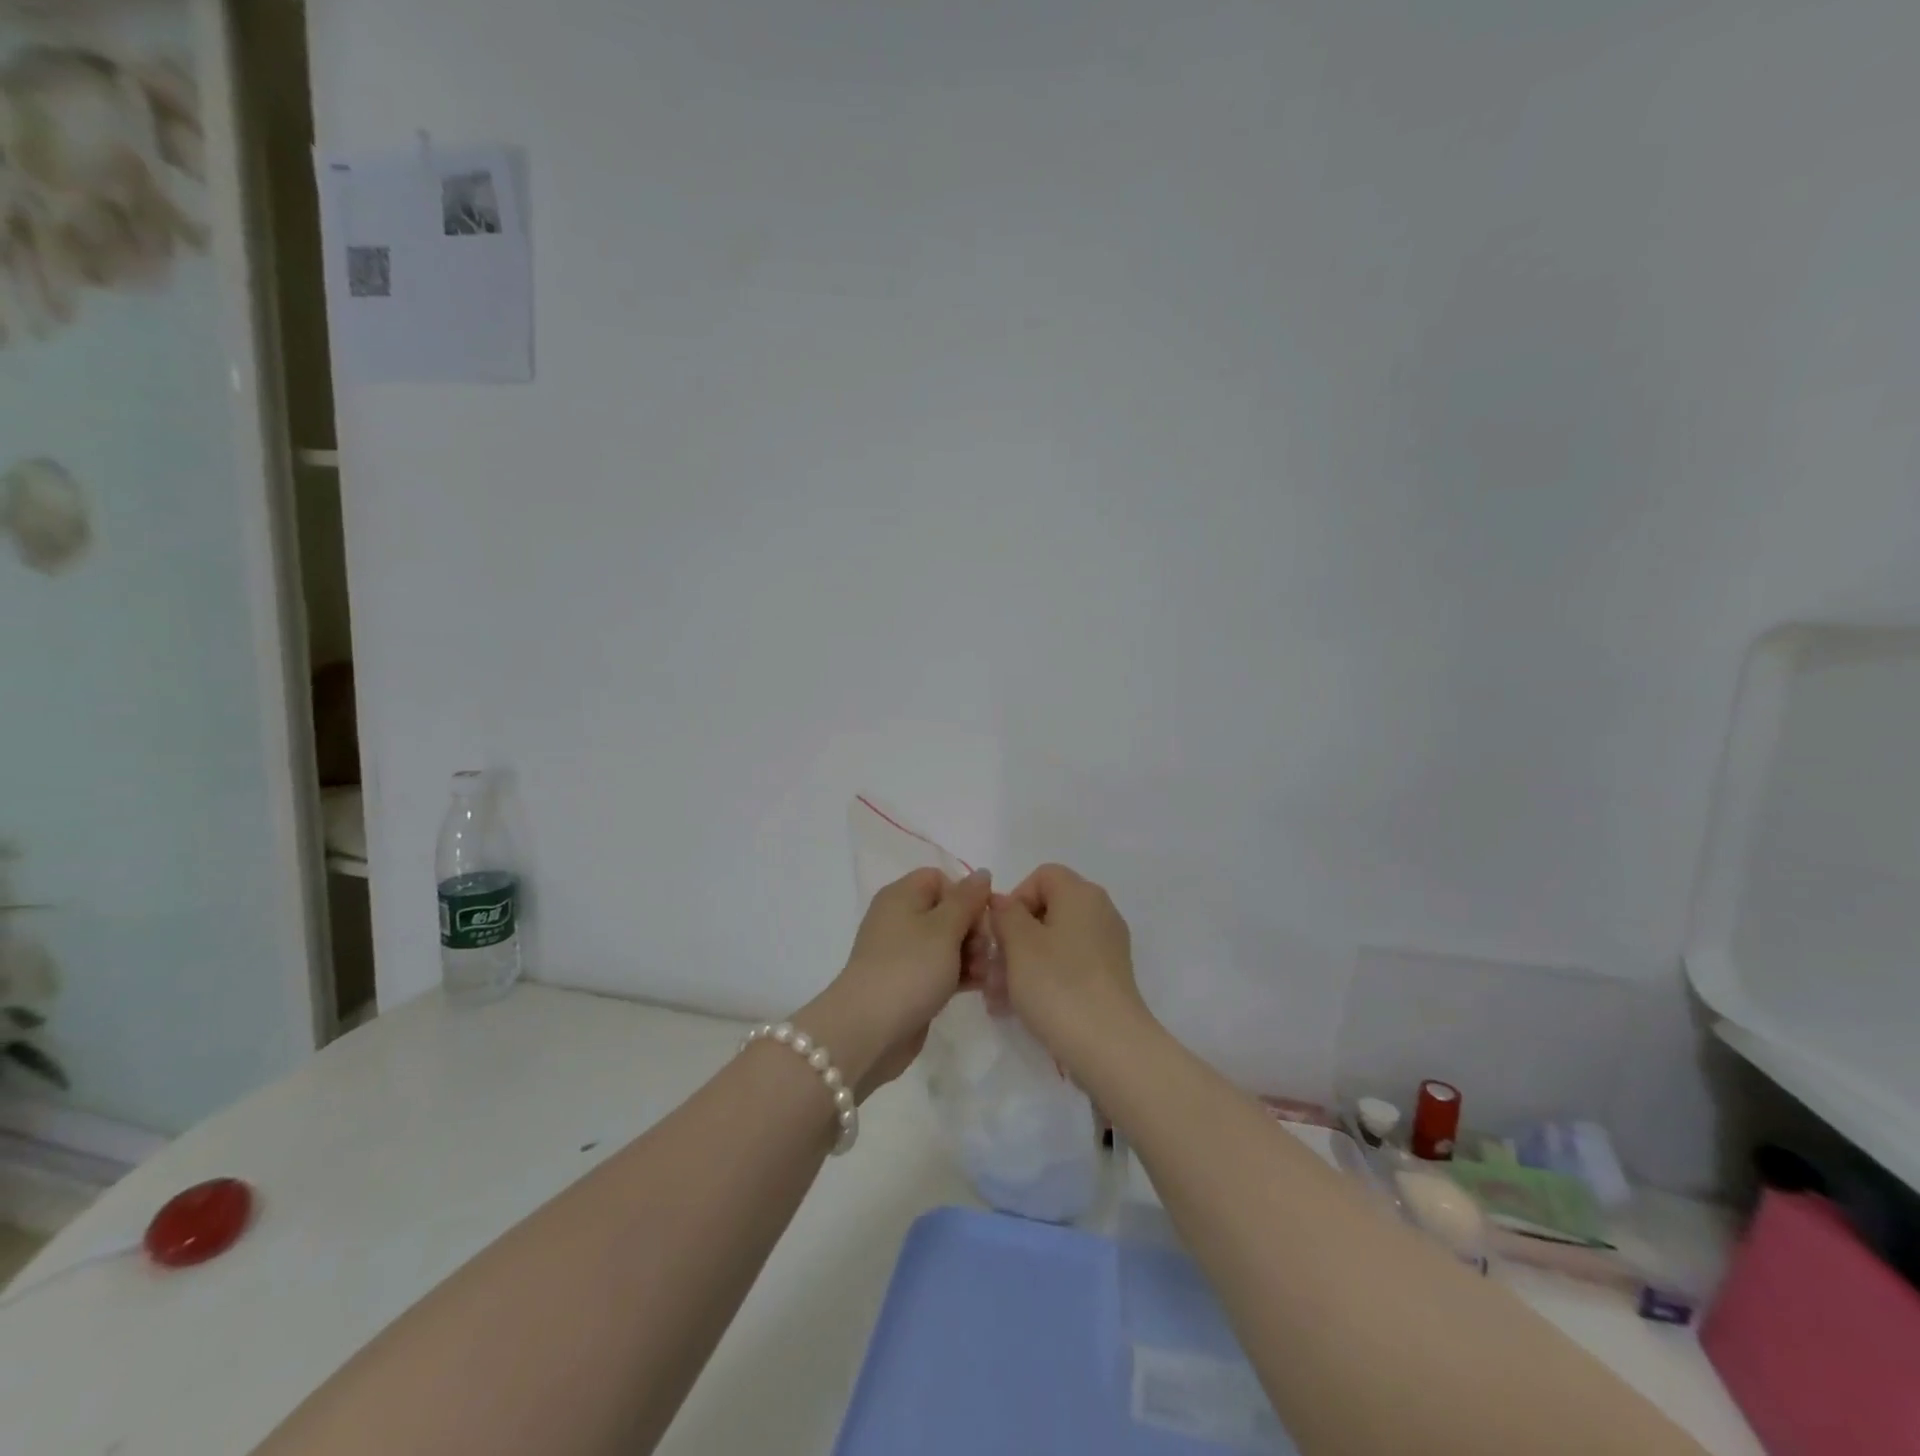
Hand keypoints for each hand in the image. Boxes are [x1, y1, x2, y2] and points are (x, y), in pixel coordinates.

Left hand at [797, 868, 992, 1099]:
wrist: (870, 1030)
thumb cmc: (909, 968)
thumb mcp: (944, 928)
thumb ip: (967, 899)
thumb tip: (982, 873)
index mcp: (901, 896)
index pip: (939, 879)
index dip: (964, 894)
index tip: (981, 918)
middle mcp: (900, 919)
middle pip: (947, 911)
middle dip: (973, 928)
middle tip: (985, 951)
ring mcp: (904, 953)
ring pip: (948, 943)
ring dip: (972, 954)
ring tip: (985, 974)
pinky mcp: (910, 983)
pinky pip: (942, 969)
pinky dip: (961, 974)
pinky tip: (981, 986)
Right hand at [990, 864, 1149, 1058]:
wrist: (1110, 1047)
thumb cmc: (1058, 984)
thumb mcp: (1019, 943)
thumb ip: (1005, 914)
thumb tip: (1004, 903)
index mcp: (1081, 894)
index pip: (1041, 876)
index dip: (1014, 899)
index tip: (999, 933)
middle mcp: (1099, 913)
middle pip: (1046, 912)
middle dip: (1013, 939)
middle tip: (990, 971)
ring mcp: (1107, 947)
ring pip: (1053, 943)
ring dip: (1022, 964)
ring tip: (998, 999)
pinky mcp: (1108, 978)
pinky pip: (1068, 967)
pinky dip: (1044, 980)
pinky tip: (1020, 1009)